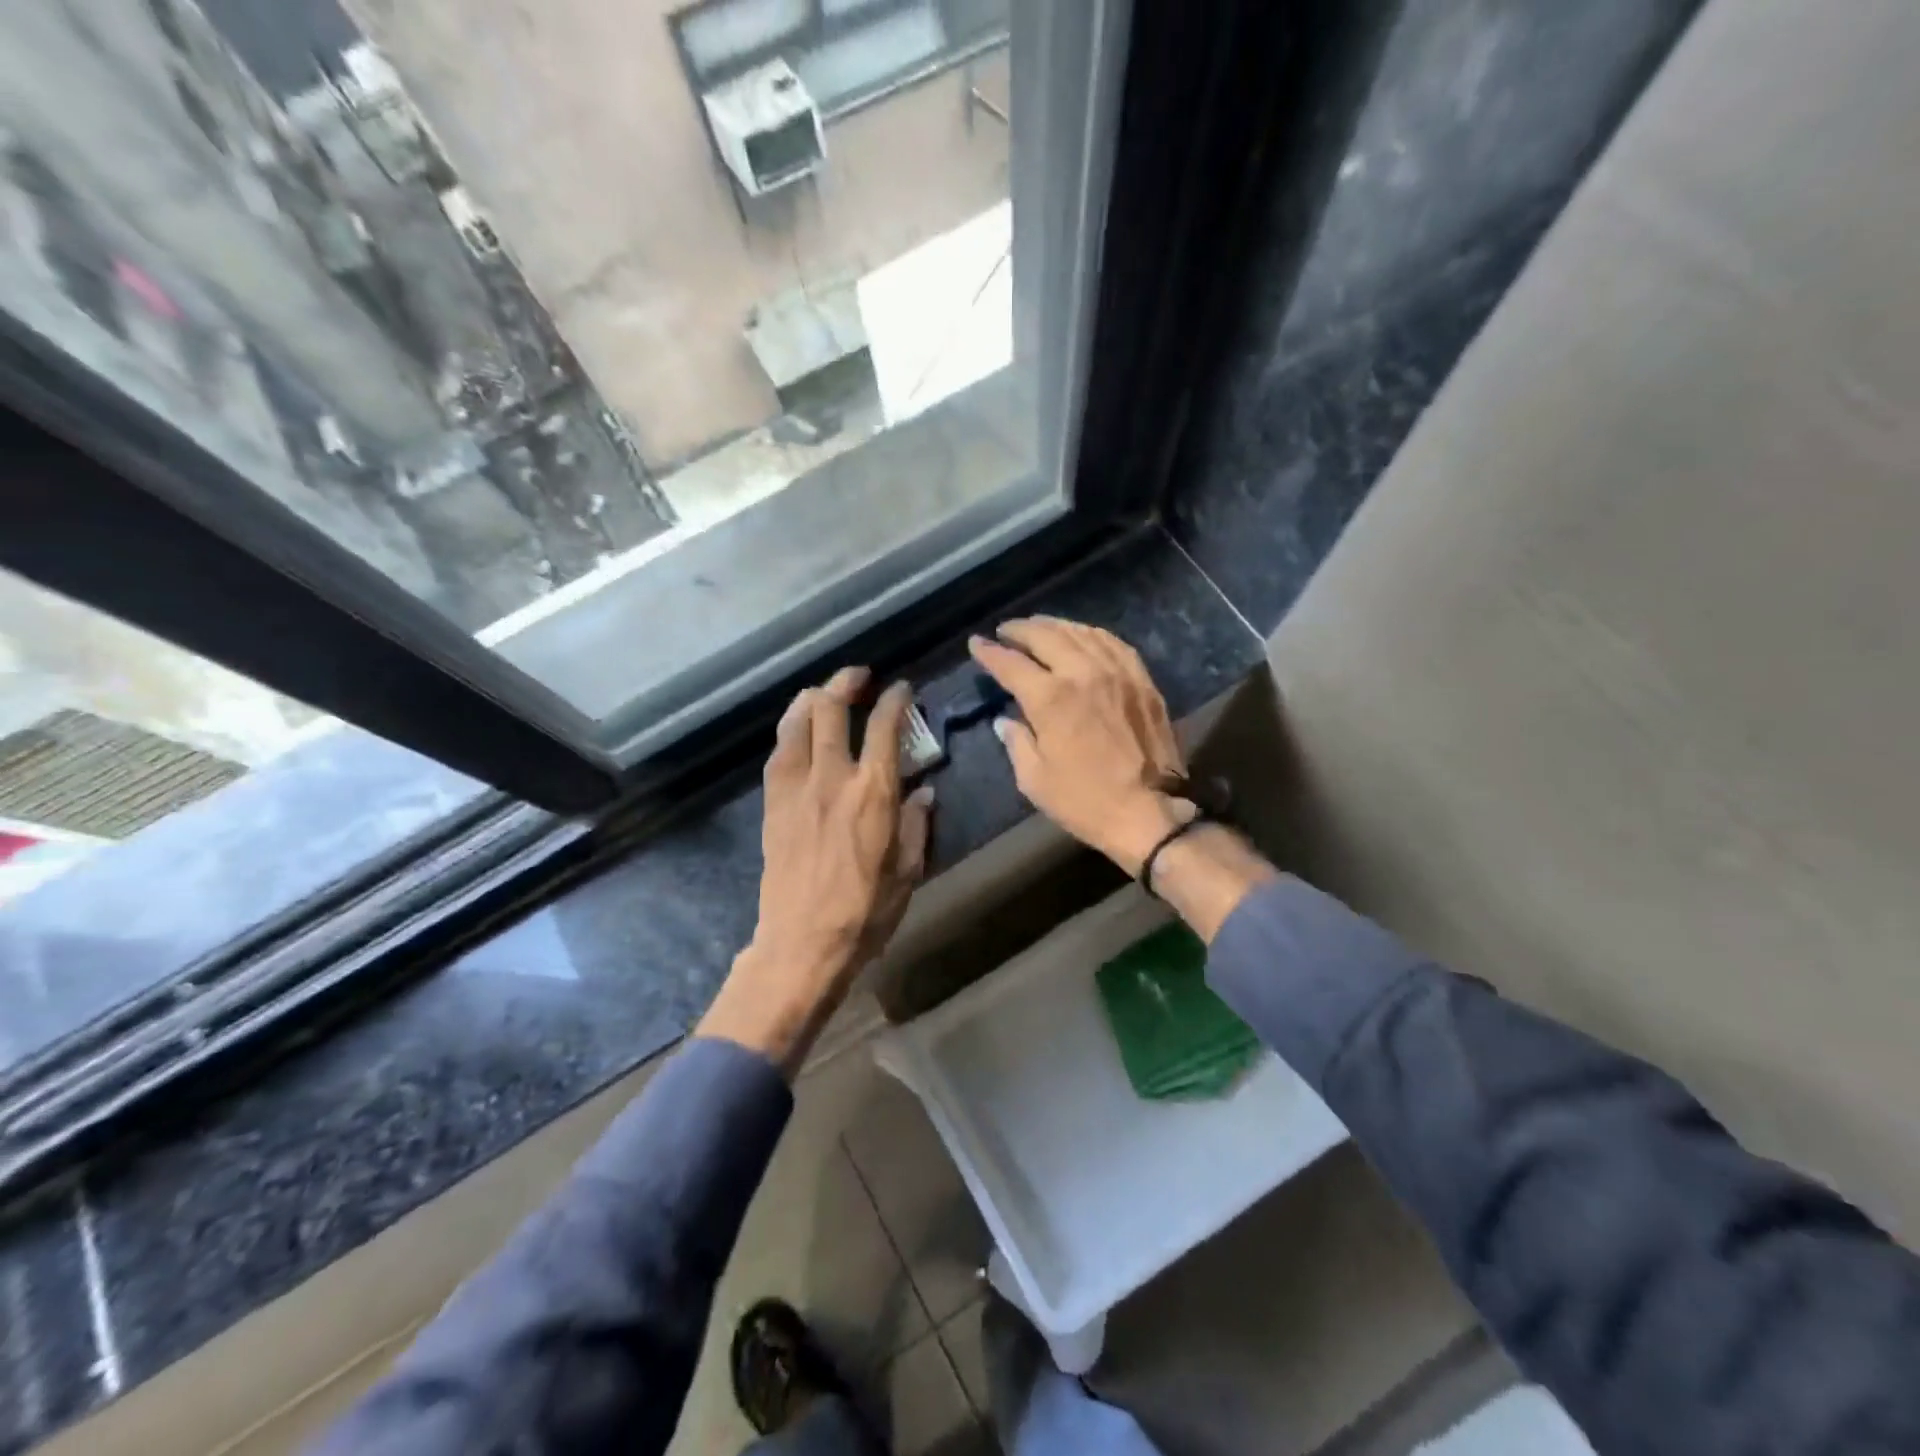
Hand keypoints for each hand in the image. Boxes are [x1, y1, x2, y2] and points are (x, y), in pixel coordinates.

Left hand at [699, 667, 933, 1073]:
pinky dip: (791, 729)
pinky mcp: (772, 802)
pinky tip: (800, 730)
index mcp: (873, 792)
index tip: (902, 689)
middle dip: (846, 682)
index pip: (885, 726)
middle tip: (860, 678)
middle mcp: (832, 777)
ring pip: (796, 720)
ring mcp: (795, 787)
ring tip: (826, 694)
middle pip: (830, 707)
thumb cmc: (865, 912)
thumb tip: (923, 790)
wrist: (802, 943)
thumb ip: (917, 823)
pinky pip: (779, 750)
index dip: (896, 699)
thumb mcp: (908, 871)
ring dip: (813, 698)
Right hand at [969, 617, 1192, 875]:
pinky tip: (1083, 636)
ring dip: (1055, 626)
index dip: (989, 651)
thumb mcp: (1034, 779)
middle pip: (1046, 636)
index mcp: (1050, 698)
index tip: (976, 643)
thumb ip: (1016, 742)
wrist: (1148, 812)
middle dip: (1020, 629)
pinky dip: (1091, 635)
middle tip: (1006, 630)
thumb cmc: (1084, 801)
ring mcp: (1117, 673)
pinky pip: (1113, 644)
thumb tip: (1005, 721)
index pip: (1011, 663)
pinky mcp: (1142, 681)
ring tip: (1039, 627)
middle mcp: (1082, 673)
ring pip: (1081, 633)